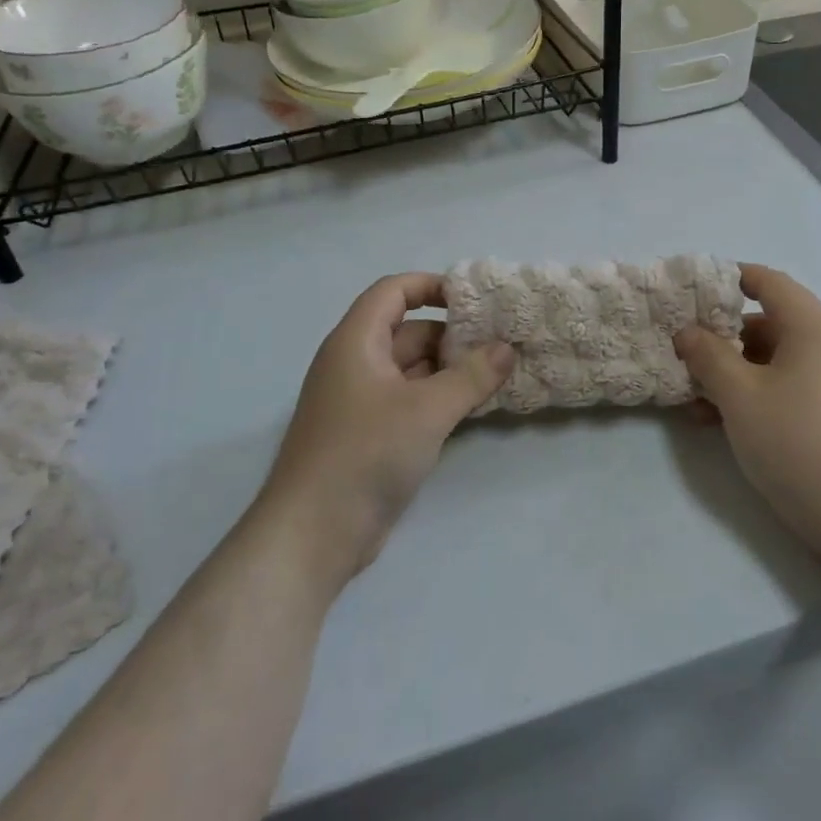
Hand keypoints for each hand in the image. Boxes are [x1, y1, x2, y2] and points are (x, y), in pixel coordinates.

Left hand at [254, 273, 512, 589]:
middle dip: (452, 334)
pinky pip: (410, 400)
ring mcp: (361, 402)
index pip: (393, 291)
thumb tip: (506, 348)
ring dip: (450, 368)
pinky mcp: (369, 435)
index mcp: (356, 342)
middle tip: (501, 341)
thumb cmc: (365, 454)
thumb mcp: (427, 410)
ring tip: (498, 371)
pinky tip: (474, 406)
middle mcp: (355, 364)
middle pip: (407, 330)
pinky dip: (439, 397)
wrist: (313, 535)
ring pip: (412, 368)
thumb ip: (472, 375)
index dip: (431, 285)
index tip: (474, 298)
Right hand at [674, 264, 820, 570]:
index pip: (769, 282)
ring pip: (774, 360)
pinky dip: (754, 394)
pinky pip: (787, 386)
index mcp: (813, 326)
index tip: (691, 292)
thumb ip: (708, 356)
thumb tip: (687, 332)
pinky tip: (720, 423)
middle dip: (722, 338)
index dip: (729, 279)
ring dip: (733, 372)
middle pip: (769, 322)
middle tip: (683, 356)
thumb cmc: (797, 441)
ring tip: (694, 400)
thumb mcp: (740, 396)